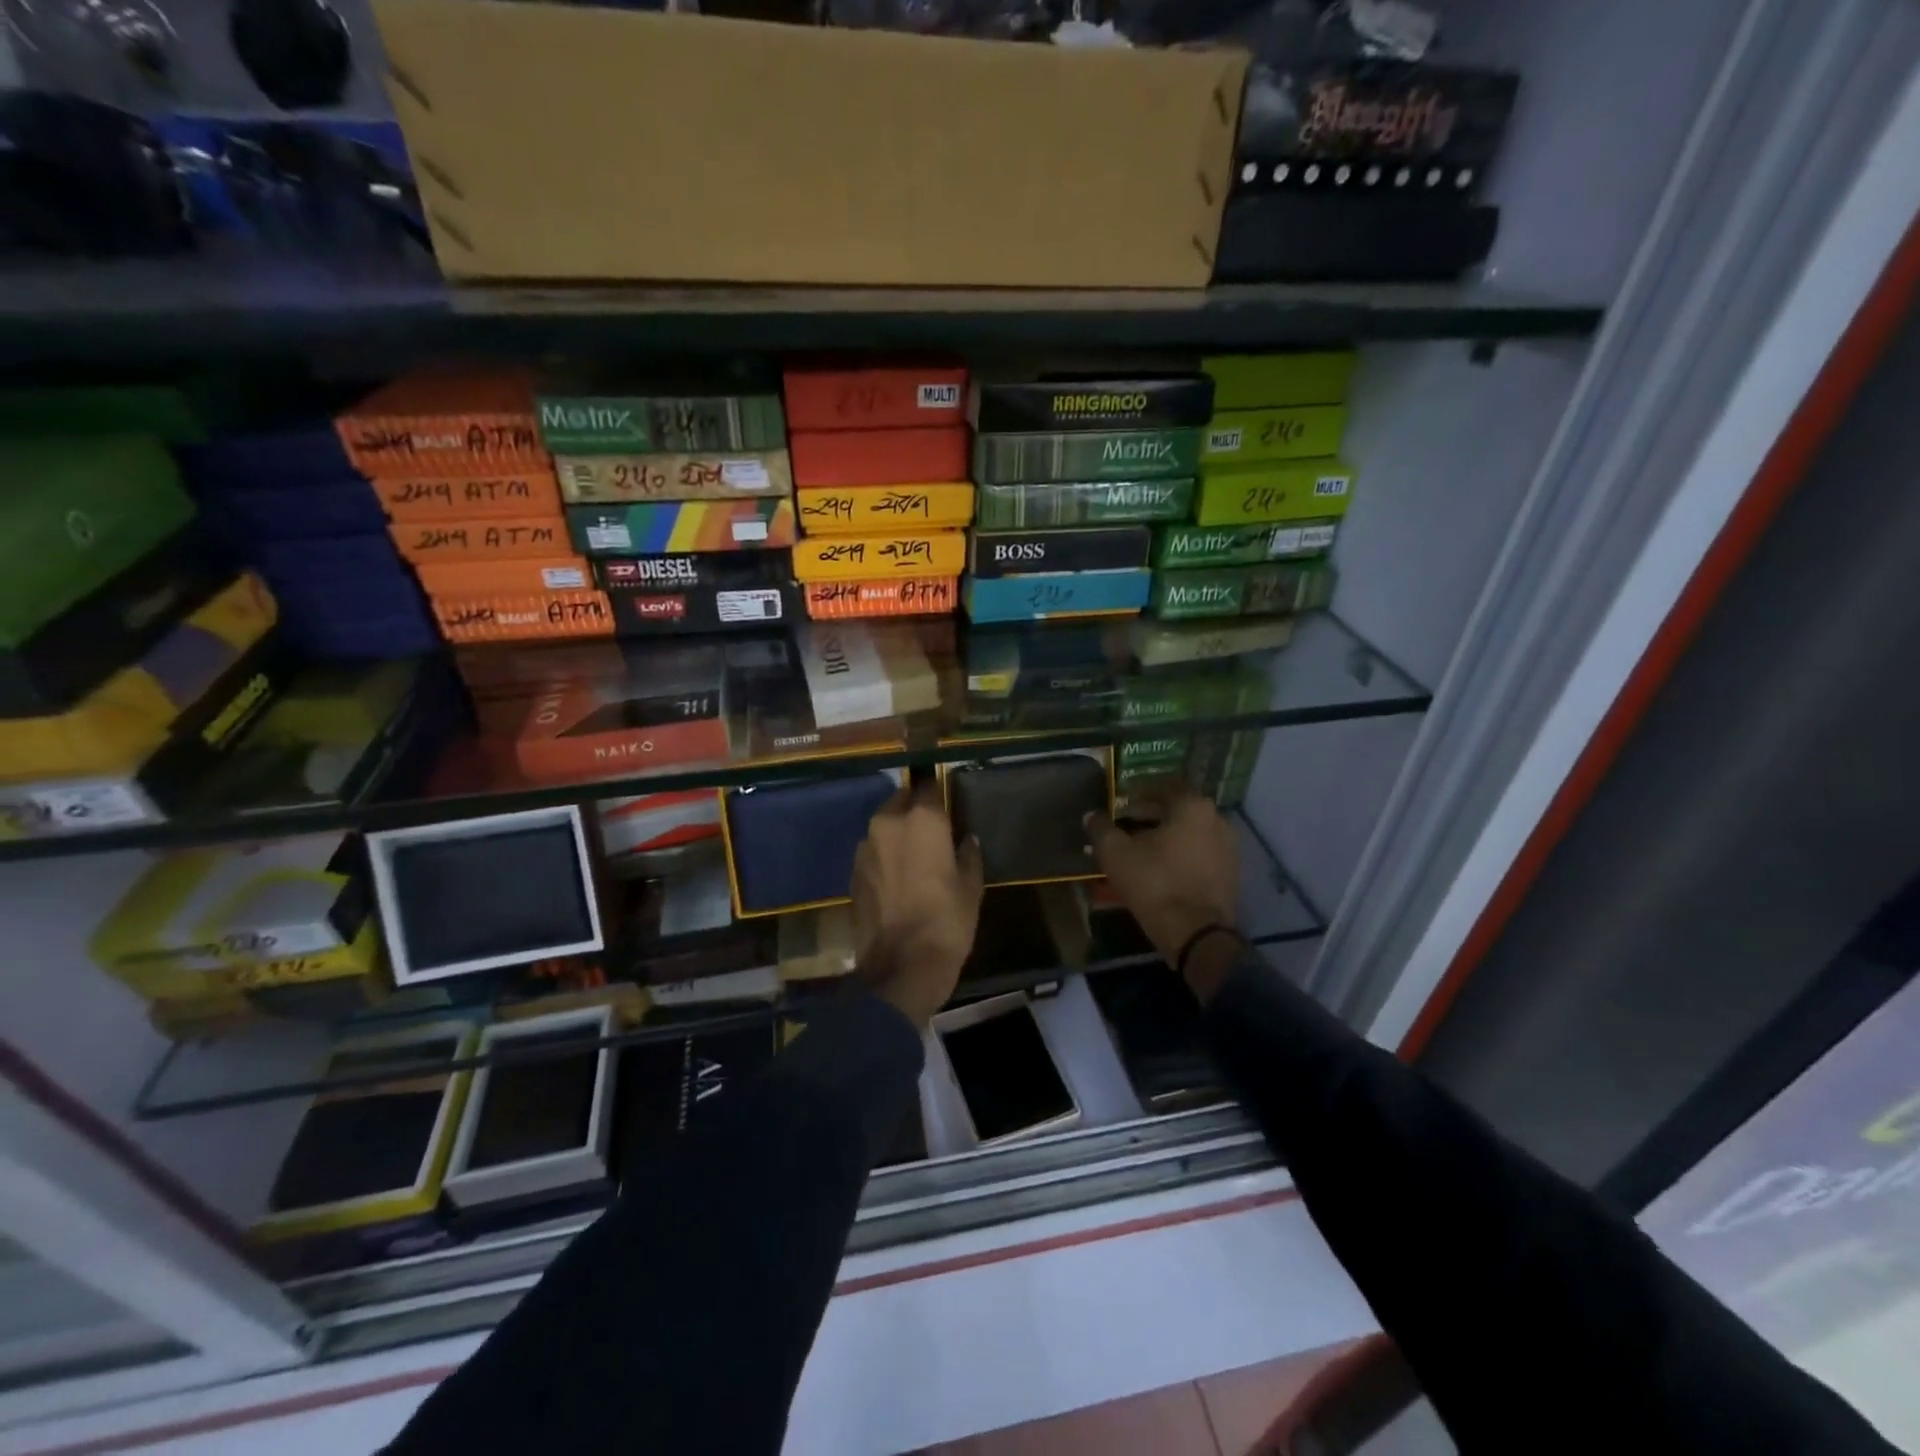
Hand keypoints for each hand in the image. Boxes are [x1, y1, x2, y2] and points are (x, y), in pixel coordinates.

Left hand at [852, 780, 984, 1027]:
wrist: (901, 967)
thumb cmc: (946, 922)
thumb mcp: (971, 888)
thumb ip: (968, 855)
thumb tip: (966, 841)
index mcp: (922, 820)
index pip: (929, 787)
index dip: (938, 794)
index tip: (947, 805)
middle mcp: (888, 823)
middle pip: (901, 801)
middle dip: (914, 809)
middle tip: (931, 830)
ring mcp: (865, 847)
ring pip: (883, 826)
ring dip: (897, 833)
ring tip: (913, 856)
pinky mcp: (852, 872)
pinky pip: (872, 852)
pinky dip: (884, 856)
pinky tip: (896, 878)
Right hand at [1086, 784, 1239, 1001]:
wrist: (1196, 934)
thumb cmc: (1155, 883)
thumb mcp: (1116, 854)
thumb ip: (1101, 828)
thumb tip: (1091, 815)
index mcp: (1193, 806)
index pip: (1163, 786)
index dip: (1137, 794)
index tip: (1119, 806)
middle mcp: (1217, 819)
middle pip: (1177, 810)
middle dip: (1149, 817)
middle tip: (1124, 828)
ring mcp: (1228, 848)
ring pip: (1189, 833)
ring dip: (1165, 837)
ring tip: (1139, 852)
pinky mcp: (1230, 874)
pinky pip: (1199, 854)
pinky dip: (1180, 856)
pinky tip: (1159, 870)